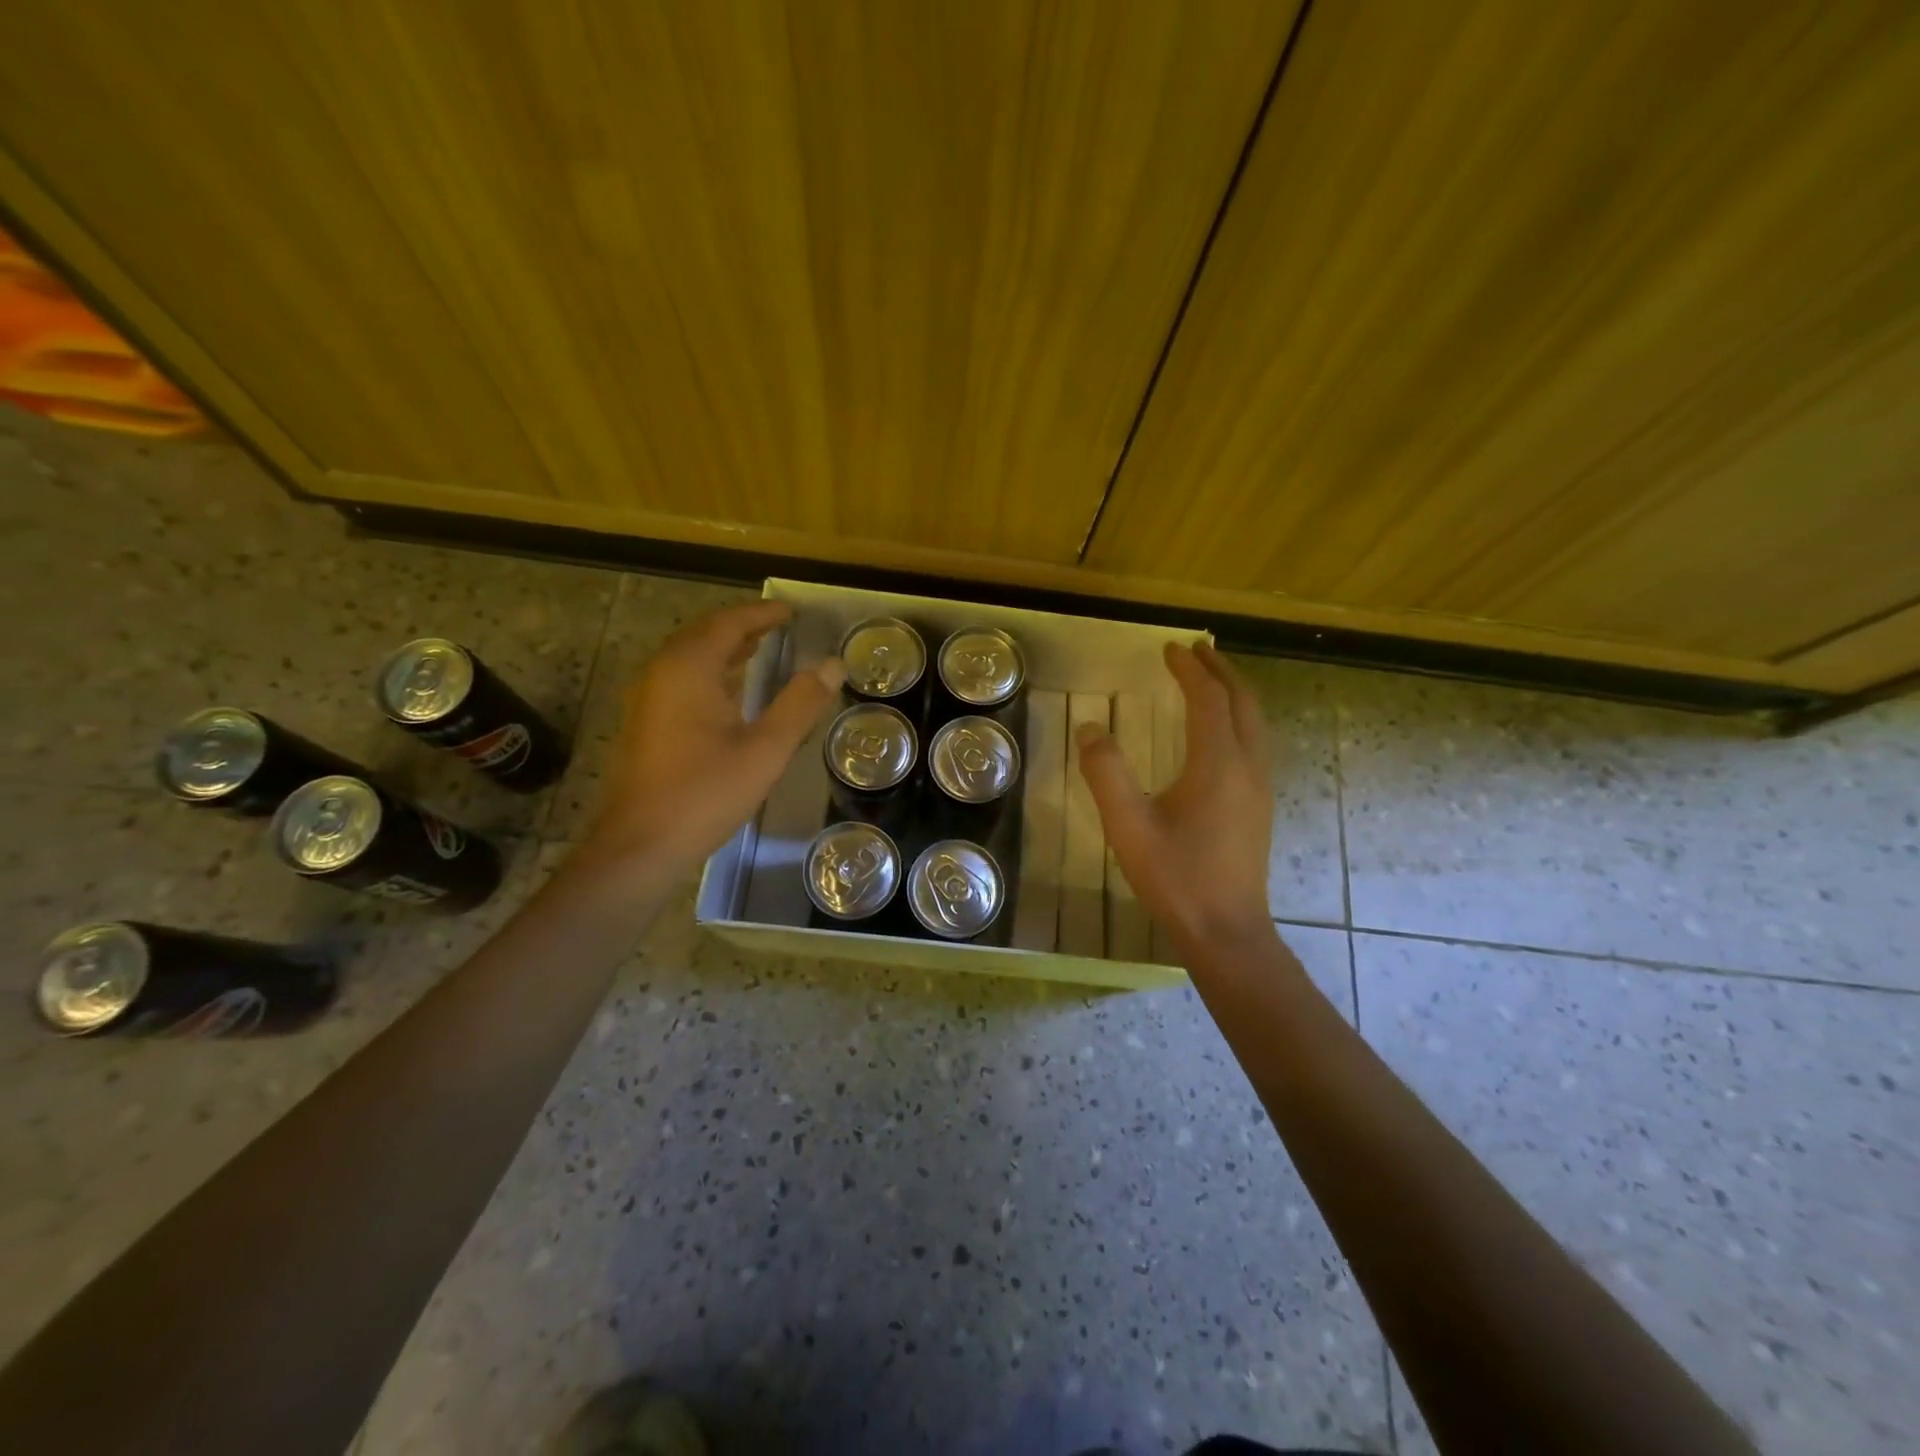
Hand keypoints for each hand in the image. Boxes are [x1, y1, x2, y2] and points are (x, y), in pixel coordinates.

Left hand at [580, 601, 843, 887]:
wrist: (642, 844)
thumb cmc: (706, 793)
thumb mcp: (766, 749)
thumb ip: (800, 703)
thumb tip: (833, 664)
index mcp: (688, 669)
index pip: (728, 623)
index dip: (761, 614)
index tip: (791, 612)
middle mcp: (662, 673)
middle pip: (704, 634)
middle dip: (742, 626)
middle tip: (778, 626)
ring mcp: (648, 698)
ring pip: (690, 656)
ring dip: (725, 647)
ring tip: (760, 648)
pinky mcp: (646, 722)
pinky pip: (681, 678)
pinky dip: (710, 670)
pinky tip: (730, 691)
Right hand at [1077, 643, 1276, 954]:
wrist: (1226, 930)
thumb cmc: (1175, 877)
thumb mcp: (1128, 825)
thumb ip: (1106, 773)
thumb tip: (1090, 729)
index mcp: (1218, 764)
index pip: (1209, 700)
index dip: (1190, 670)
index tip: (1170, 648)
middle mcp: (1248, 767)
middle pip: (1243, 703)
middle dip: (1221, 671)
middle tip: (1197, 651)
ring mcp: (1259, 787)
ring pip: (1255, 723)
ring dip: (1234, 693)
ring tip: (1211, 680)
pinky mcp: (1259, 805)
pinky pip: (1255, 743)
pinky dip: (1239, 719)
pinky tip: (1221, 732)